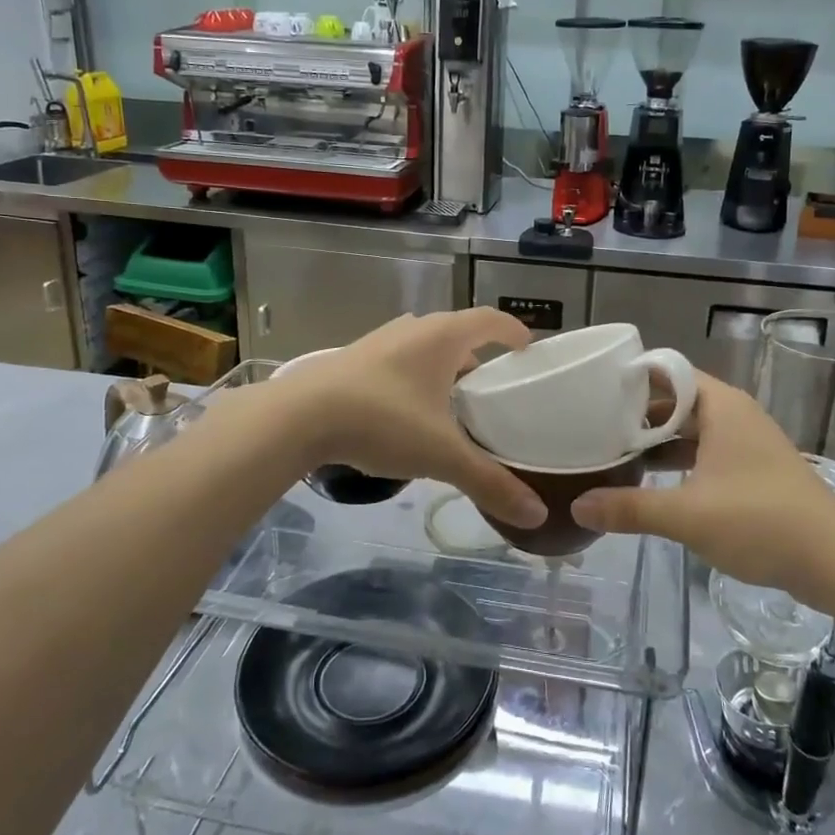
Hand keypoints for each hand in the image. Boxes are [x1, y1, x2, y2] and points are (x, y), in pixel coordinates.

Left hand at [271, 310, 547, 528]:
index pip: (490, 319)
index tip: (527, 349)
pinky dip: (413, 377)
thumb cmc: (382, 420)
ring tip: (452, 402)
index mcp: (442, 337)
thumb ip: (489, 482)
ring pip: (424, 347)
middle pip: (457, 332)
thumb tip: (536, 515)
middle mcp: (413, 329)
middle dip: (478, 356)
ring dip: (443, 366)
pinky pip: (397, 360)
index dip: (512, 331)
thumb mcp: (441, 454)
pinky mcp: (353, 359)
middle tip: (492, 388)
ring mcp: (379, 341)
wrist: (298, 416)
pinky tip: (407, 412)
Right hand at [571, 372, 834, 592]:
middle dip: (636, 414)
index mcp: (720, 406)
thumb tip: (577, 505)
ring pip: (690, 430)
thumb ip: (629, 508)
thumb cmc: (760, 521)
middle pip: (675, 401)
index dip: (630, 379)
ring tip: (613, 455)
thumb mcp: (686, 515)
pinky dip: (678, 461)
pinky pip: (705, 453)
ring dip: (656, 441)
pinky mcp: (754, 471)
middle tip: (592, 427)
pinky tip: (652, 483)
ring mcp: (747, 443)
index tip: (593, 392)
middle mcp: (734, 415)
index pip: (666, 372)